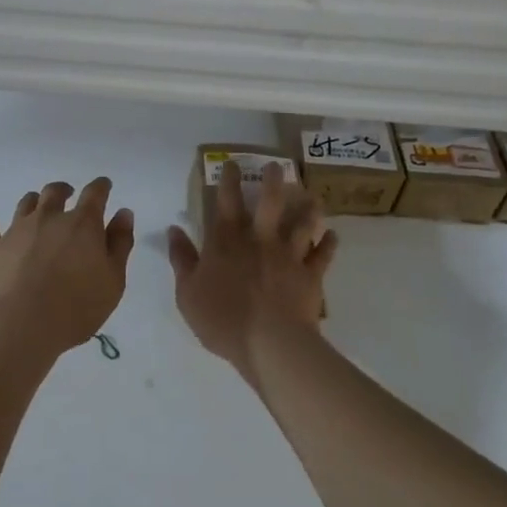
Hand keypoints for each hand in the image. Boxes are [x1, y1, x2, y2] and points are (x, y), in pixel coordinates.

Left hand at [0, 178, 134, 361]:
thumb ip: (120, 244)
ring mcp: (17, 230)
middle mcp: (48, 218)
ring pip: (25, 204)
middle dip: (64, 190)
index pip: (95, 194)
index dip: (101, 187)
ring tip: (37, 206)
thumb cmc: (76, 306)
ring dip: (34, 202)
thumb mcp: (113, 280)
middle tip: (68, 194)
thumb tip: (123, 213)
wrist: (19, 325)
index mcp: (81, 224)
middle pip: (54, 192)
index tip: (104, 185)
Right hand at [168, 162, 337, 384]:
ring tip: (313, 197)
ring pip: (302, 224)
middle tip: (278, 167)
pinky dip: (329, 244)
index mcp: (226, 241)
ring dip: (308, 209)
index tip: (233, 163)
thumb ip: (182, 258)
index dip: (228, 180)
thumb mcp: (187, 292)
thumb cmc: (222, 318)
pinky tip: (333, 236)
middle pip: (269, 202)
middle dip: (273, 182)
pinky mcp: (310, 275)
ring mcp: (288, 255)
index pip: (226, 201)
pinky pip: (322, 255)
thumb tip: (173, 230)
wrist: (269, 343)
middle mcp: (259, 239)